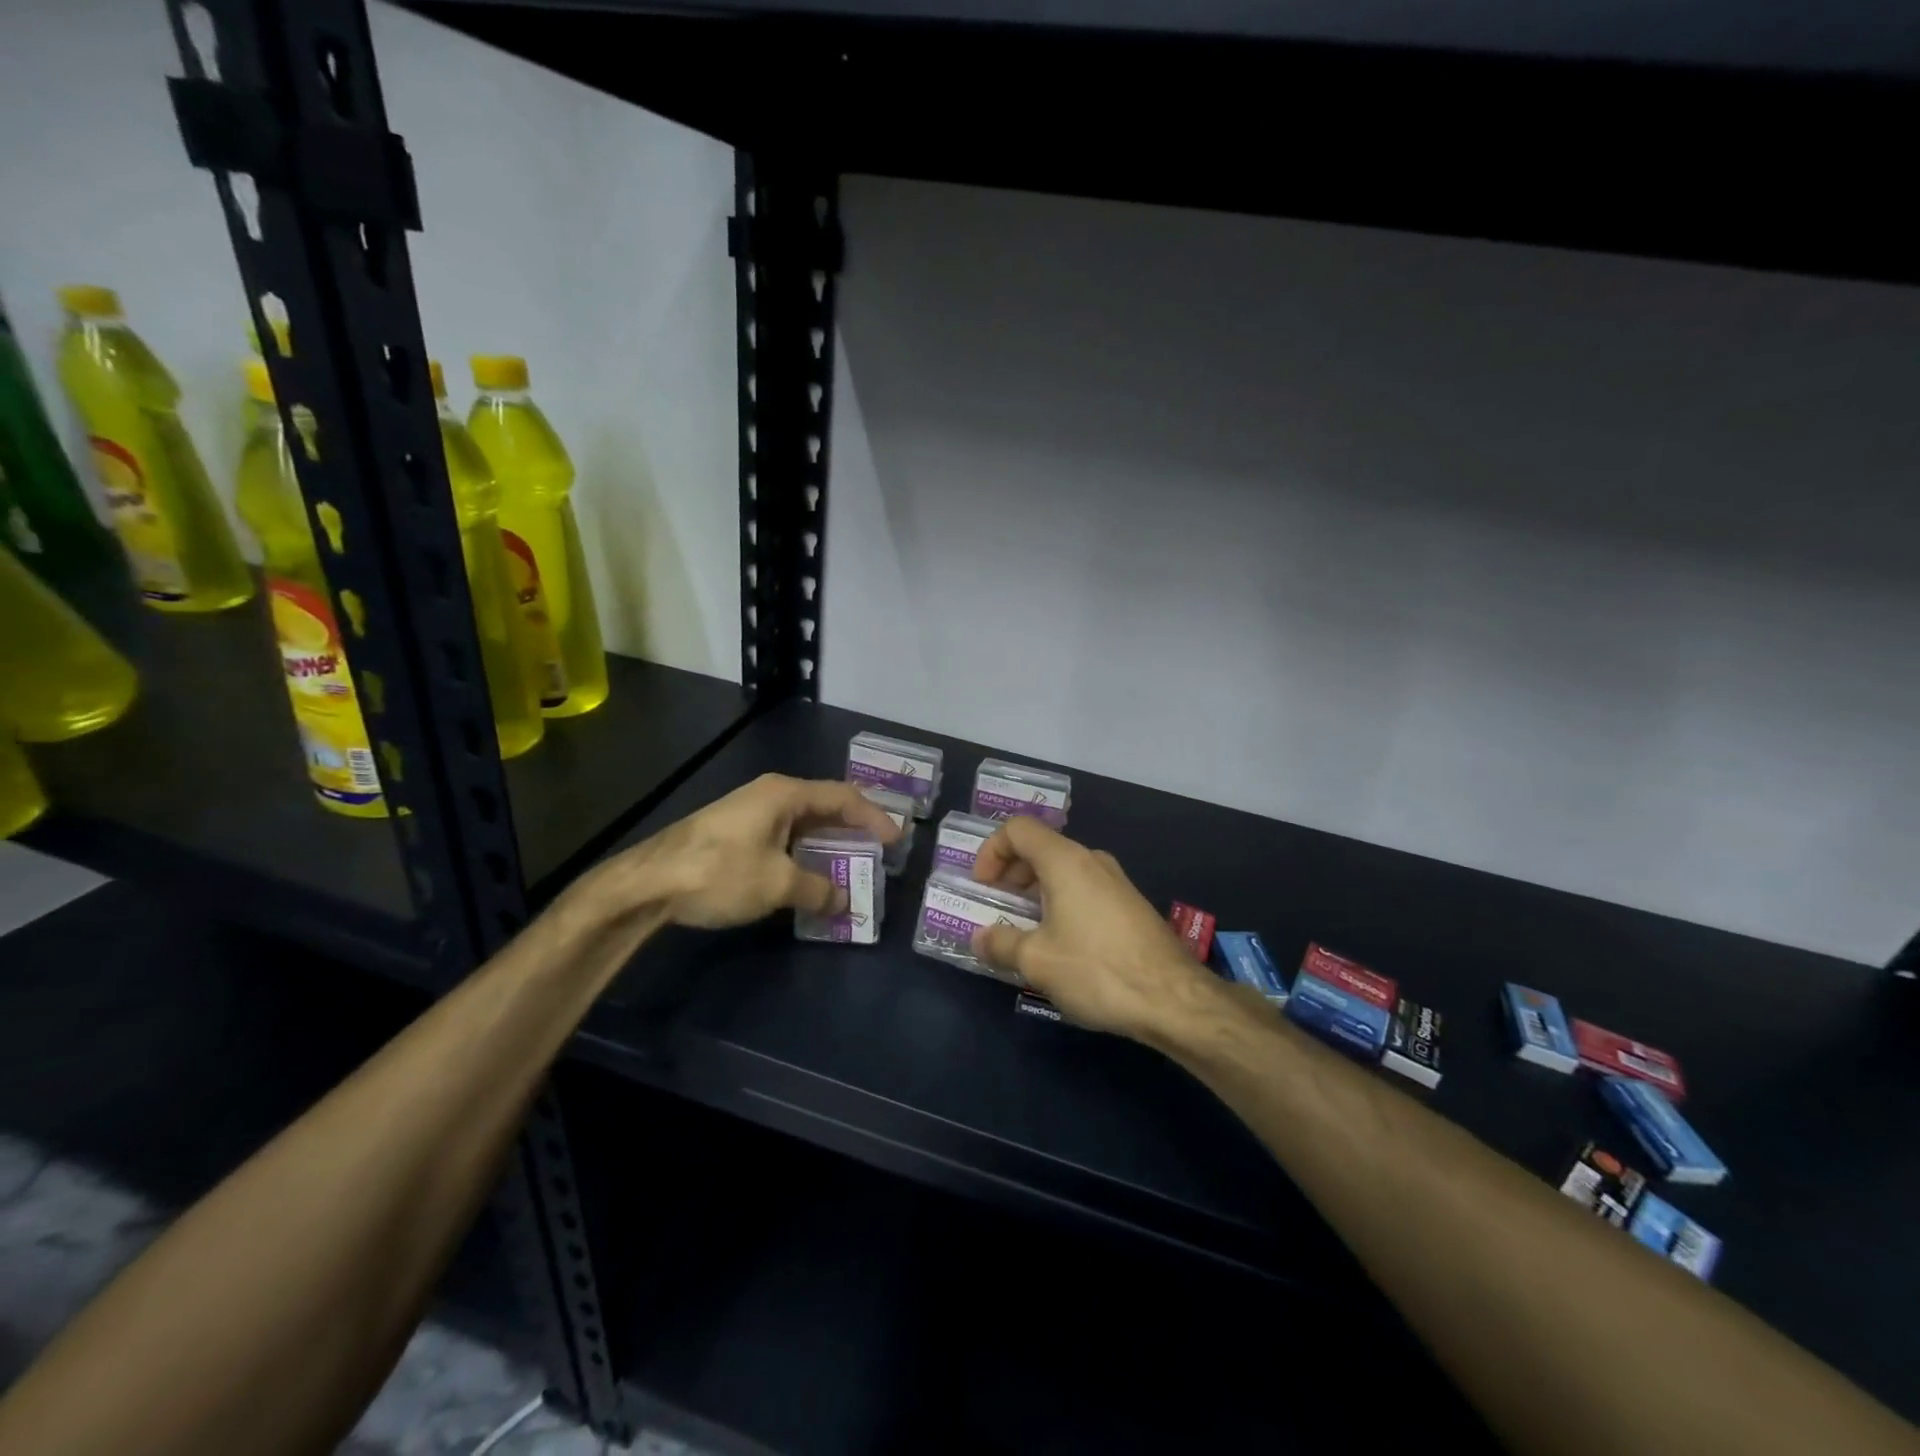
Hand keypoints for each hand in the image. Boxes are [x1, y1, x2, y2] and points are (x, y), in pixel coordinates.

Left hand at [581, 774, 899, 930]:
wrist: (647, 883)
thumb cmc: (719, 872)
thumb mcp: (777, 883)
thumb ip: (817, 889)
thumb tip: (843, 901)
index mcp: (785, 794)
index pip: (843, 797)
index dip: (874, 817)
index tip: (896, 841)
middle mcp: (770, 795)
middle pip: (824, 806)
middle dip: (853, 829)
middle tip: (879, 851)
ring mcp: (750, 812)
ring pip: (802, 824)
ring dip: (828, 844)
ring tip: (851, 866)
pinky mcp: (735, 833)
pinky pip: (783, 837)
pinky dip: (804, 854)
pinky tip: (809, 875)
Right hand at [969, 817, 1221, 1040]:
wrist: (1174, 999)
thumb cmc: (1097, 970)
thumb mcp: (1037, 961)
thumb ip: (1001, 944)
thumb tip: (980, 938)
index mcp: (1065, 861)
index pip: (1018, 829)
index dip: (991, 851)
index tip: (983, 887)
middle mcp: (1091, 861)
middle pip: (1040, 848)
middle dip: (1010, 874)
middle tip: (998, 909)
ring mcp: (1115, 882)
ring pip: (1063, 871)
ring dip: (1035, 893)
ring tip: (1024, 931)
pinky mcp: (1130, 905)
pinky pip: (1084, 890)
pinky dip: (1060, 904)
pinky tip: (1060, 945)